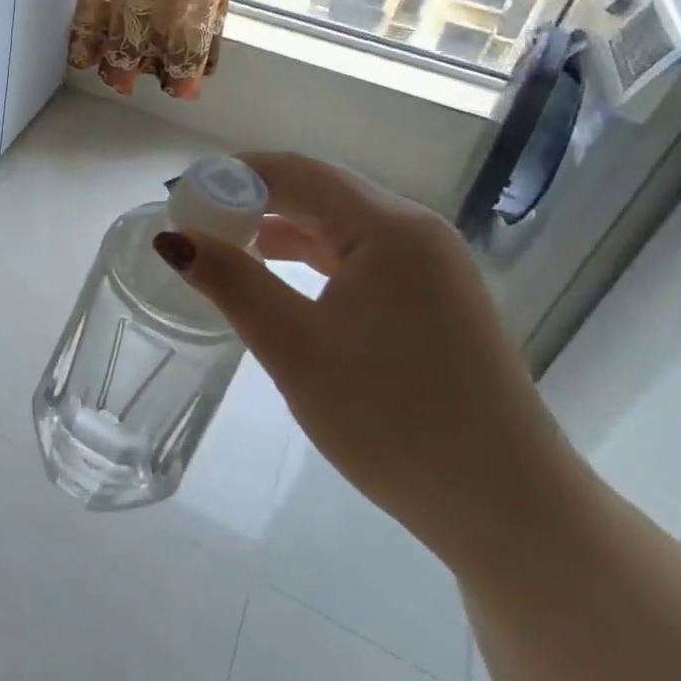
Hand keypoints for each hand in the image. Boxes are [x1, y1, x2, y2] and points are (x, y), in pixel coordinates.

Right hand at [153, 152, 584, 570]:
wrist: (508, 508)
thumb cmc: (392, 419)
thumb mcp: (294, 346)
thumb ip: (231, 281)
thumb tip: (171, 238)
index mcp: (388, 227)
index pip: (294, 172)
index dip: (231, 176)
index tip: (181, 199)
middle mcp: (416, 230)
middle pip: (319, 189)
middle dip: (252, 199)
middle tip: (196, 224)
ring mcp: (432, 265)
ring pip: (340, 221)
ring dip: (281, 226)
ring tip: (226, 247)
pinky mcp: (436, 297)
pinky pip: (362, 253)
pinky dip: (313, 254)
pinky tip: (280, 276)